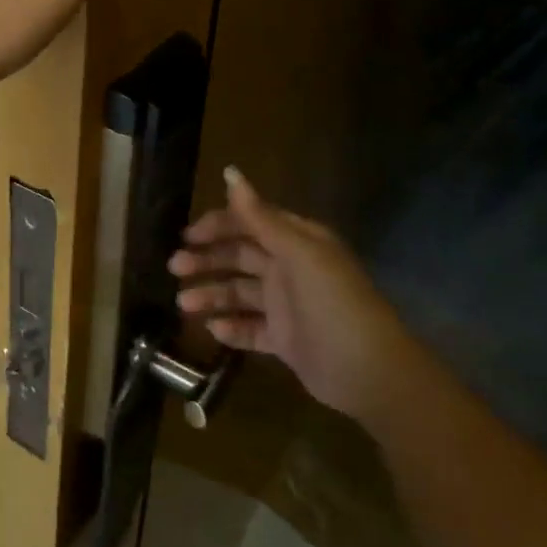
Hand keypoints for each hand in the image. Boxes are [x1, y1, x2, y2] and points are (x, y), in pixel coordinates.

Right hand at [169, 167, 422, 423]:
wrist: (372, 375)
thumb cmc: (333, 304)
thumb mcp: (298, 254)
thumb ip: (260, 217)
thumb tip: (230, 172)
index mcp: (296, 242)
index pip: (249, 223)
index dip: (217, 226)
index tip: (187, 236)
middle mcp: (290, 269)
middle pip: (238, 256)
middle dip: (206, 260)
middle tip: (174, 268)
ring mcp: (287, 306)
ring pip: (238, 293)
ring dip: (210, 295)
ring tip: (184, 305)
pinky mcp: (285, 340)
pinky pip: (250, 328)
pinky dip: (230, 328)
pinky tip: (212, 329)